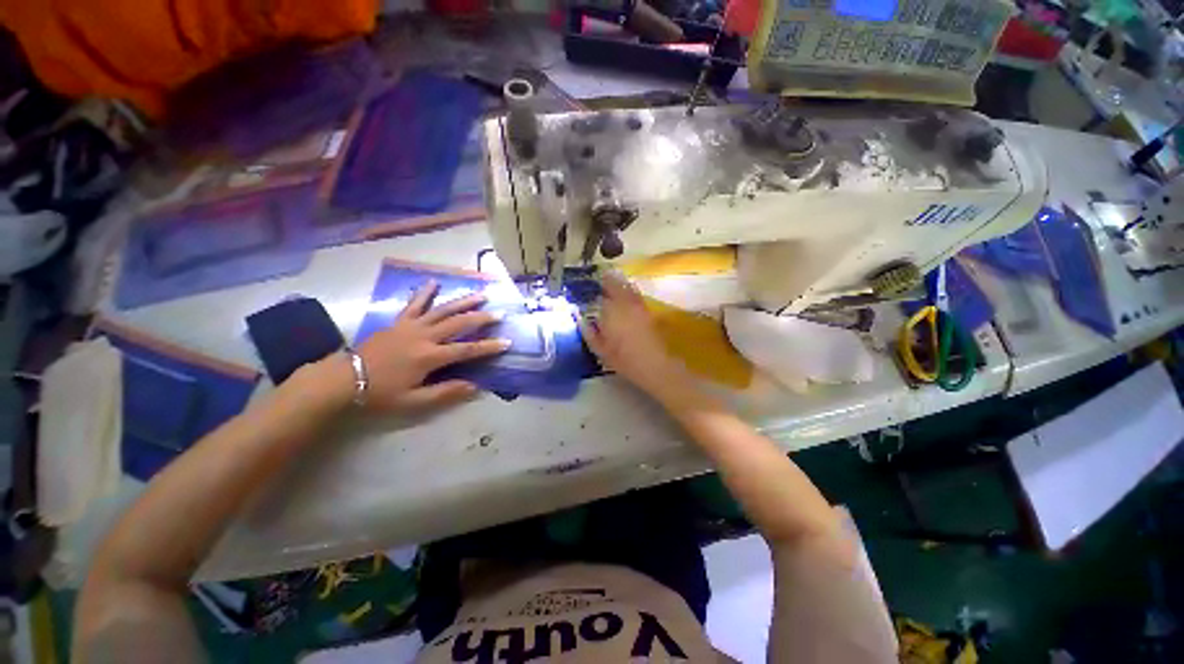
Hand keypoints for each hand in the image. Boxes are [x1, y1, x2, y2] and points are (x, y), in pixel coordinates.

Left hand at [353, 281, 509, 412]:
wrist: (343, 379)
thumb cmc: (380, 393)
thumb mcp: (413, 401)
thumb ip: (445, 392)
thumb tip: (474, 387)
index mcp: (430, 356)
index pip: (467, 349)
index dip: (489, 346)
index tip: (507, 343)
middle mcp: (424, 336)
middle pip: (459, 324)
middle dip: (481, 318)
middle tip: (499, 314)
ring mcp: (411, 326)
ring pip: (442, 310)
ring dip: (463, 302)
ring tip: (480, 295)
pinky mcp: (398, 322)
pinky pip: (414, 304)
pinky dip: (424, 293)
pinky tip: (433, 282)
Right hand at [581, 273, 693, 405]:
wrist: (653, 364)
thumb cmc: (623, 359)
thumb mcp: (600, 350)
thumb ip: (589, 333)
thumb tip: (581, 320)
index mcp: (610, 312)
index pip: (600, 295)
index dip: (594, 288)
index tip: (589, 285)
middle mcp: (624, 304)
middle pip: (615, 285)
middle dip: (607, 280)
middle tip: (600, 277)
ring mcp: (638, 306)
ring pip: (627, 287)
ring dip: (619, 282)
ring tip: (611, 279)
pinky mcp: (647, 311)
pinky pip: (636, 294)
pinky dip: (629, 289)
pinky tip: (626, 291)